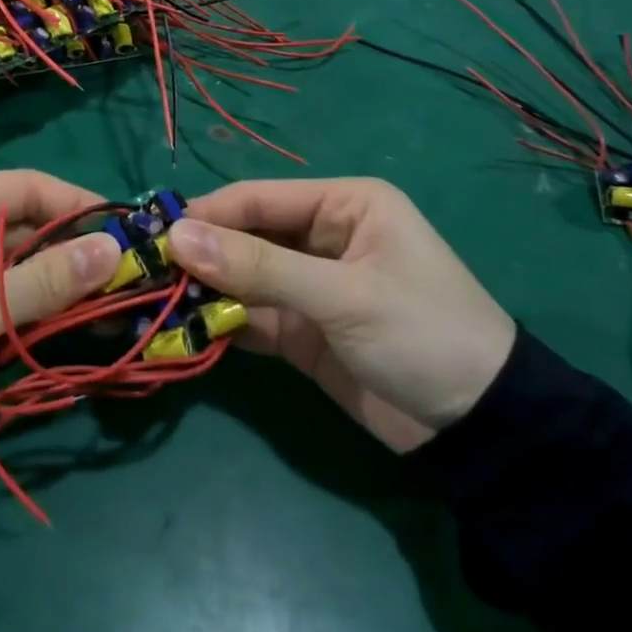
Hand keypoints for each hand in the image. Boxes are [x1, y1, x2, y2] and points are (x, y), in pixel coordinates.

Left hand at [0, 172, 119, 469]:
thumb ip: (44, 281)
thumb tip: (115, 249)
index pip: (23, 187)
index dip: (78, 205)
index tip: (131, 230)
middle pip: (25, 227)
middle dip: (76, 252)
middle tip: (135, 277)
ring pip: (21, 267)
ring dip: (64, 286)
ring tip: (122, 304)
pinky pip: (8, 300)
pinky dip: (41, 312)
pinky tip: (85, 324)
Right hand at [167, 179, 515, 452]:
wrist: (486, 432)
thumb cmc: (424, 333)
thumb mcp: (343, 295)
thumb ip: (259, 267)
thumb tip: (177, 237)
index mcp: (342, 204)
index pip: (257, 199)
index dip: (206, 214)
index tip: (154, 235)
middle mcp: (321, 236)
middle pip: (244, 236)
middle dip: (199, 254)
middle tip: (145, 272)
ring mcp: (309, 286)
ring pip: (241, 277)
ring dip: (204, 290)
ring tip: (154, 301)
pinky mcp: (301, 331)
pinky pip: (251, 316)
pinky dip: (221, 322)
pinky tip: (184, 329)